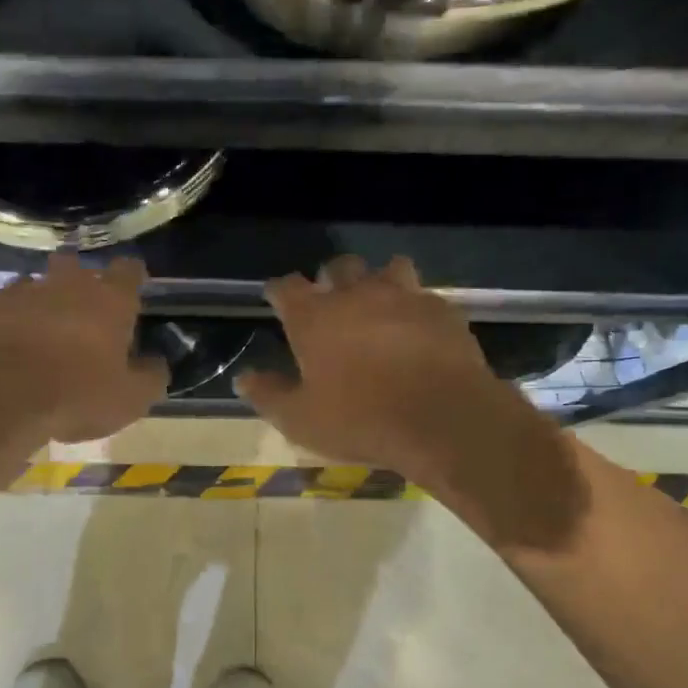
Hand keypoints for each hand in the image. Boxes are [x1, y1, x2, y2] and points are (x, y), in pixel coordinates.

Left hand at [0, 253, 168, 443]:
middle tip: (79, 311)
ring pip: (31, 284)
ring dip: (37, 301)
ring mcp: (18, 293)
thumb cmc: (76, 395)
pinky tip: (1, 346)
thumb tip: (156, 363)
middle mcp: (64, 285)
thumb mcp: (131, 399)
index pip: (128, 270)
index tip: (132, 290)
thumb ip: (151, 376)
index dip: (132, 277)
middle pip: (74, 265)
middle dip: (77, 280)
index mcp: (108, 300)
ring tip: (36, 330)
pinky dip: (1, 323)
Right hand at [236, 255, 519, 479]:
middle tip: (330, 304)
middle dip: (330, 279)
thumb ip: (268, 395)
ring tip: (379, 306)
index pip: (286, 287)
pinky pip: (423, 296)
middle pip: (338, 267)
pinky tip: (417, 330)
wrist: (443, 420)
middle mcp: (356, 294)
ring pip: (387, 269)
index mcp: (314, 316)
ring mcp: (403, 297)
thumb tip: (244, 378)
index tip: (276, 300)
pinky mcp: (441, 310)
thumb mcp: (300, 419)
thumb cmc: (361, 420)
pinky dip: (414, 307)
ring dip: (378, 282)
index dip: (278, 291)